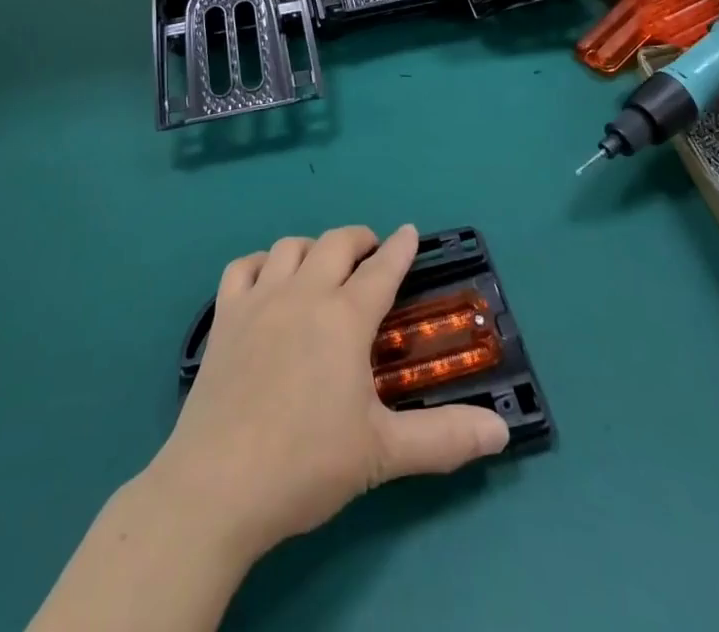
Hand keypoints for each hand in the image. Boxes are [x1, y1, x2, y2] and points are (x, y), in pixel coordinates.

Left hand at [148, 225, 509, 565]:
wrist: (217, 486)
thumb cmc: (305, 464)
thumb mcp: (382, 453)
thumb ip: (444, 439)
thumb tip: (501, 433)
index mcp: (345, 318)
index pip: (382, 269)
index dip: (400, 247)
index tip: (410, 232)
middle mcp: (304, 294)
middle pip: (336, 243)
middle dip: (360, 239)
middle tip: (371, 253)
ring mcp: (259, 300)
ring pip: (290, 247)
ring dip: (313, 247)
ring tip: (322, 267)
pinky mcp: (224, 317)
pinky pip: (242, 267)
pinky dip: (260, 263)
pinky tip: (268, 280)